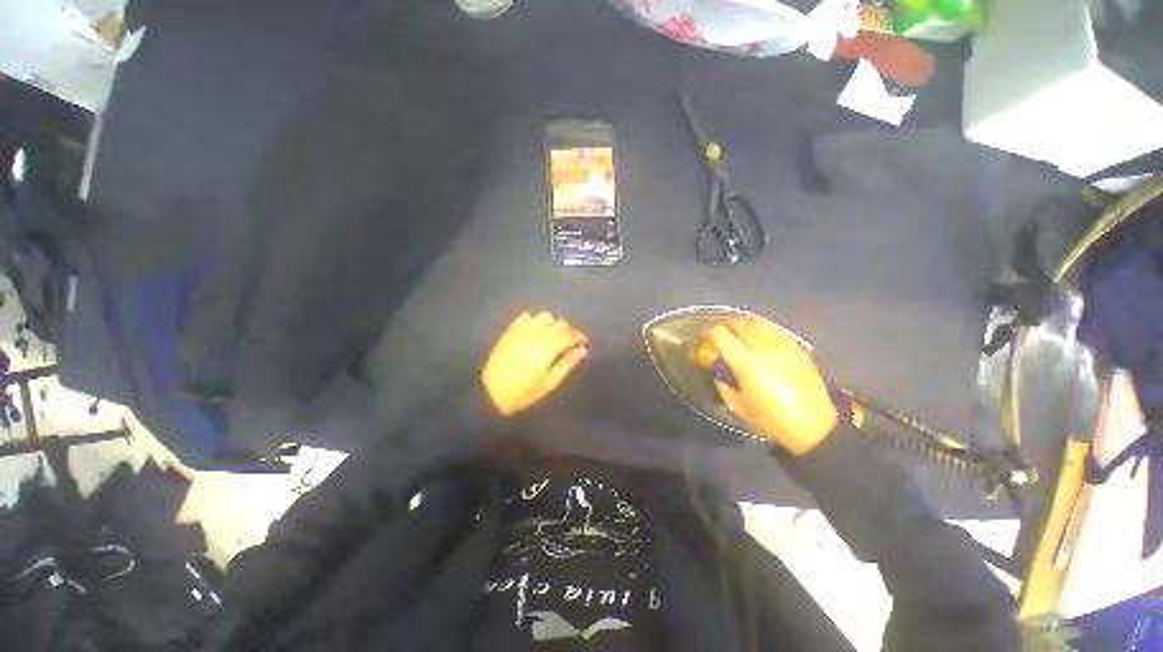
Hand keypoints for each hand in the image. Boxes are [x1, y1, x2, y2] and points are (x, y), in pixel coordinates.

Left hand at [481, 311, 588, 415]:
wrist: (490, 393)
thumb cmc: (523, 393)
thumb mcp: (549, 383)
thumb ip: (567, 364)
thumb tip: (582, 350)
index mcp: (547, 349)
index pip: (569, 334)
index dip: (579, 336)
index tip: (583, 342)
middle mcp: (536, 335)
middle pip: (559, 323)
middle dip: (568, 330)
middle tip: (569, 342)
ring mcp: (521, 331)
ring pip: (544, 316)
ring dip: (552, 323)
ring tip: (552, 336)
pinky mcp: (510, 331)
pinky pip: (526, 317)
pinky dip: (534, 320)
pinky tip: (535, 331)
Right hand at [708, 318, 837, 455]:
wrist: (815, 425)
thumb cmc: (772, 419)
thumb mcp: (738, 406)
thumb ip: (723, 386)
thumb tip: (718, 373)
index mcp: (745, 363)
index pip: (722, 335)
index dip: (711, 333)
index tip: (708, 337)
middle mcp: (763, 348)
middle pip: (741, 324)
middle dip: (728, 325)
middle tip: (724, 332)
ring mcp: (783, 346)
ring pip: (760, 323)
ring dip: (747, 324)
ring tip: (742, 331)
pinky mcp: (798, 349)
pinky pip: (777, 331)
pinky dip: (765, 330)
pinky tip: (763, 337)